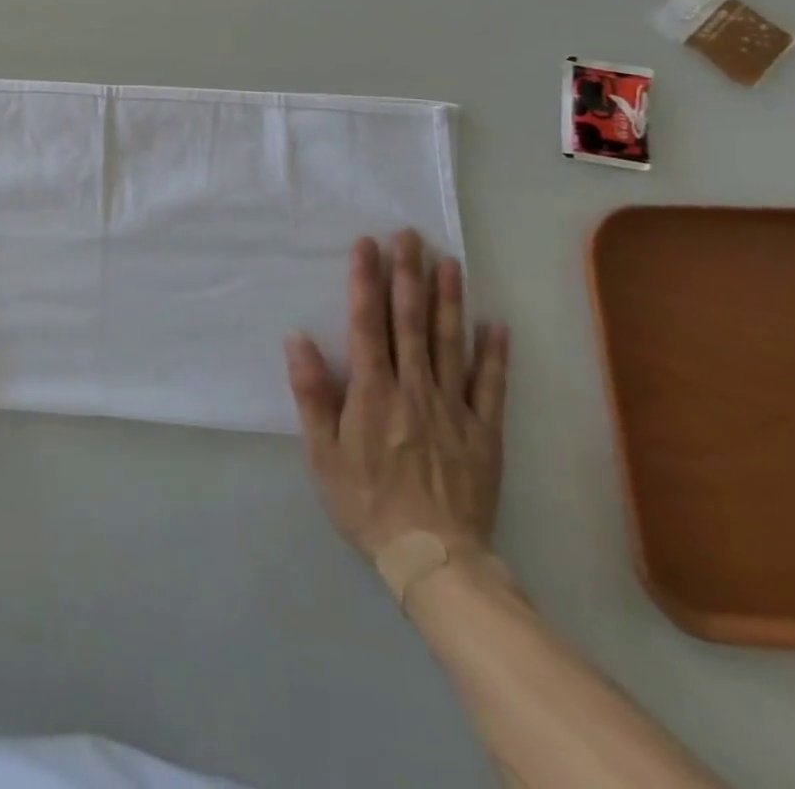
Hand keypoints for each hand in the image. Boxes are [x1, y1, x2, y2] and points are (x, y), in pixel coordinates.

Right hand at [284, 232, 508, 558]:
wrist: (433, 559)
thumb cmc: (365, 501)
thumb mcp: (322, 452)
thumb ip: (312, 393)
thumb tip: (299, 338)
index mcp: (373, 392)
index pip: (367, 323)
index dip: (366, 281)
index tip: (367, 245)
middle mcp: (414, 389)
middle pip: (411, 322)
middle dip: (408, 275)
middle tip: (410, 236)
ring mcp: (453, 408)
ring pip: (450, 343)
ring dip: (449, 299)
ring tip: (449, 261)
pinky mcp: (483, 432)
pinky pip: (490, 386)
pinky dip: (494, 353)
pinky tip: (495, 323)